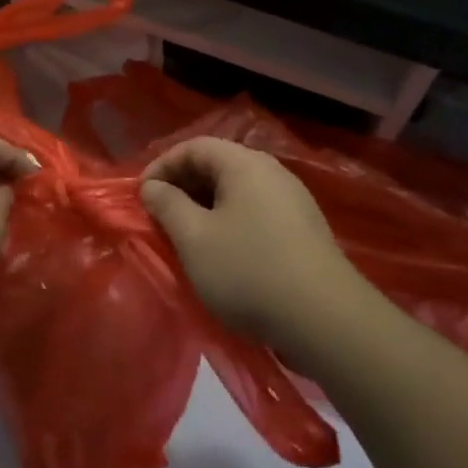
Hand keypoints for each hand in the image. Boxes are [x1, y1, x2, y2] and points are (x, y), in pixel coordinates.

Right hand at [140, 136, 368, 345]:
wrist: (326, 320)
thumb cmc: (248, 271)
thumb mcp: (193, 238)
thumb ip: (167, 205)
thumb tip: (153, 187)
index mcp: (245, 164)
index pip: (194, 147)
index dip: (162, 166)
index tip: (142, 196)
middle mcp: (272, 173)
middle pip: (217, 164)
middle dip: (182, 186)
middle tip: (160, 216)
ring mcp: (293, 201)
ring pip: (236, 191)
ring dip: (204, 206)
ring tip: (185, 236)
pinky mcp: (303, 230)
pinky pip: (255, 211)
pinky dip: (229, 222)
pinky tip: (221, 253)